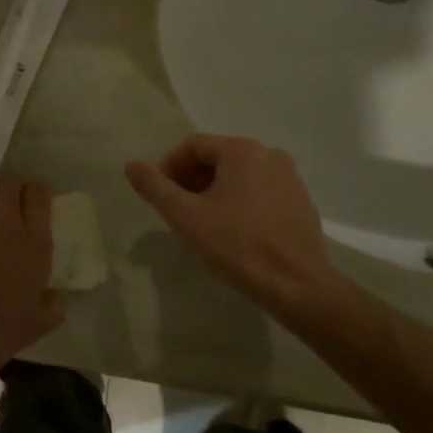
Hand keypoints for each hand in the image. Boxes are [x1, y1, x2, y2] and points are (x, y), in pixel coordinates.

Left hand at [0, 176, 63, 393]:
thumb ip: (54, 303)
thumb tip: (56, 294)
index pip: (39, 195)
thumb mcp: (40, 323)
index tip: (34, 201)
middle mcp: (5, 225)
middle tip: (10, 200)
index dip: (37, 193)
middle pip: (11, 182)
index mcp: (35, 244)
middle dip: (13, 186)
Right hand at [125, 136, 339, 315]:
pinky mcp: (301, 203)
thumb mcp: (185, 215)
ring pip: (238, 176)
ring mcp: (290, 179)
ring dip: (212, 192)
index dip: (168, 168)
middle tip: (176, 211)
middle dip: (190, 180)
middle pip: (216, 158)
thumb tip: (131, 165)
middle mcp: (269, 155)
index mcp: (242, 151)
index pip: (192, 146)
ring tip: (201, 223)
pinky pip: (259, 192)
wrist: (298, 286)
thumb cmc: (237, 245)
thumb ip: (154, 187)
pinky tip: (232, 233)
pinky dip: (238, 203)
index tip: (158, 196)